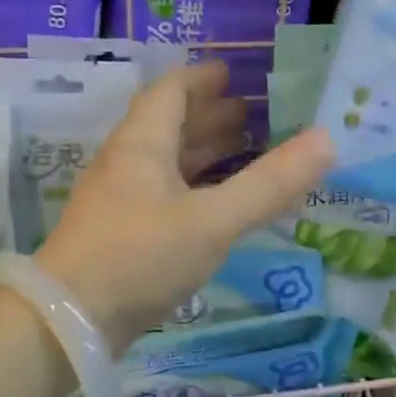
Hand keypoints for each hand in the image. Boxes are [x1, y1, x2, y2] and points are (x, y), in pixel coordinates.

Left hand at [35, 62, 334, 347]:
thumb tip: (326, 139)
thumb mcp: (212, 220)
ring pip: (165, 162)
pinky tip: (214, 204)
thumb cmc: (140, 257)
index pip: (169, 92)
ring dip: (201, 151)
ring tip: (241, 150)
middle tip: (250, 114)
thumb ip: (269, 183)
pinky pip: (163, 194)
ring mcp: (119, 201)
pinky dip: (193, 187)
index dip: (201, 80)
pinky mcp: (120, 235)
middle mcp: (126, 164)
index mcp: (142, 144)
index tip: (232, 74)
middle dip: (208, 116)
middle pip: (167, 125)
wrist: (68, 322)